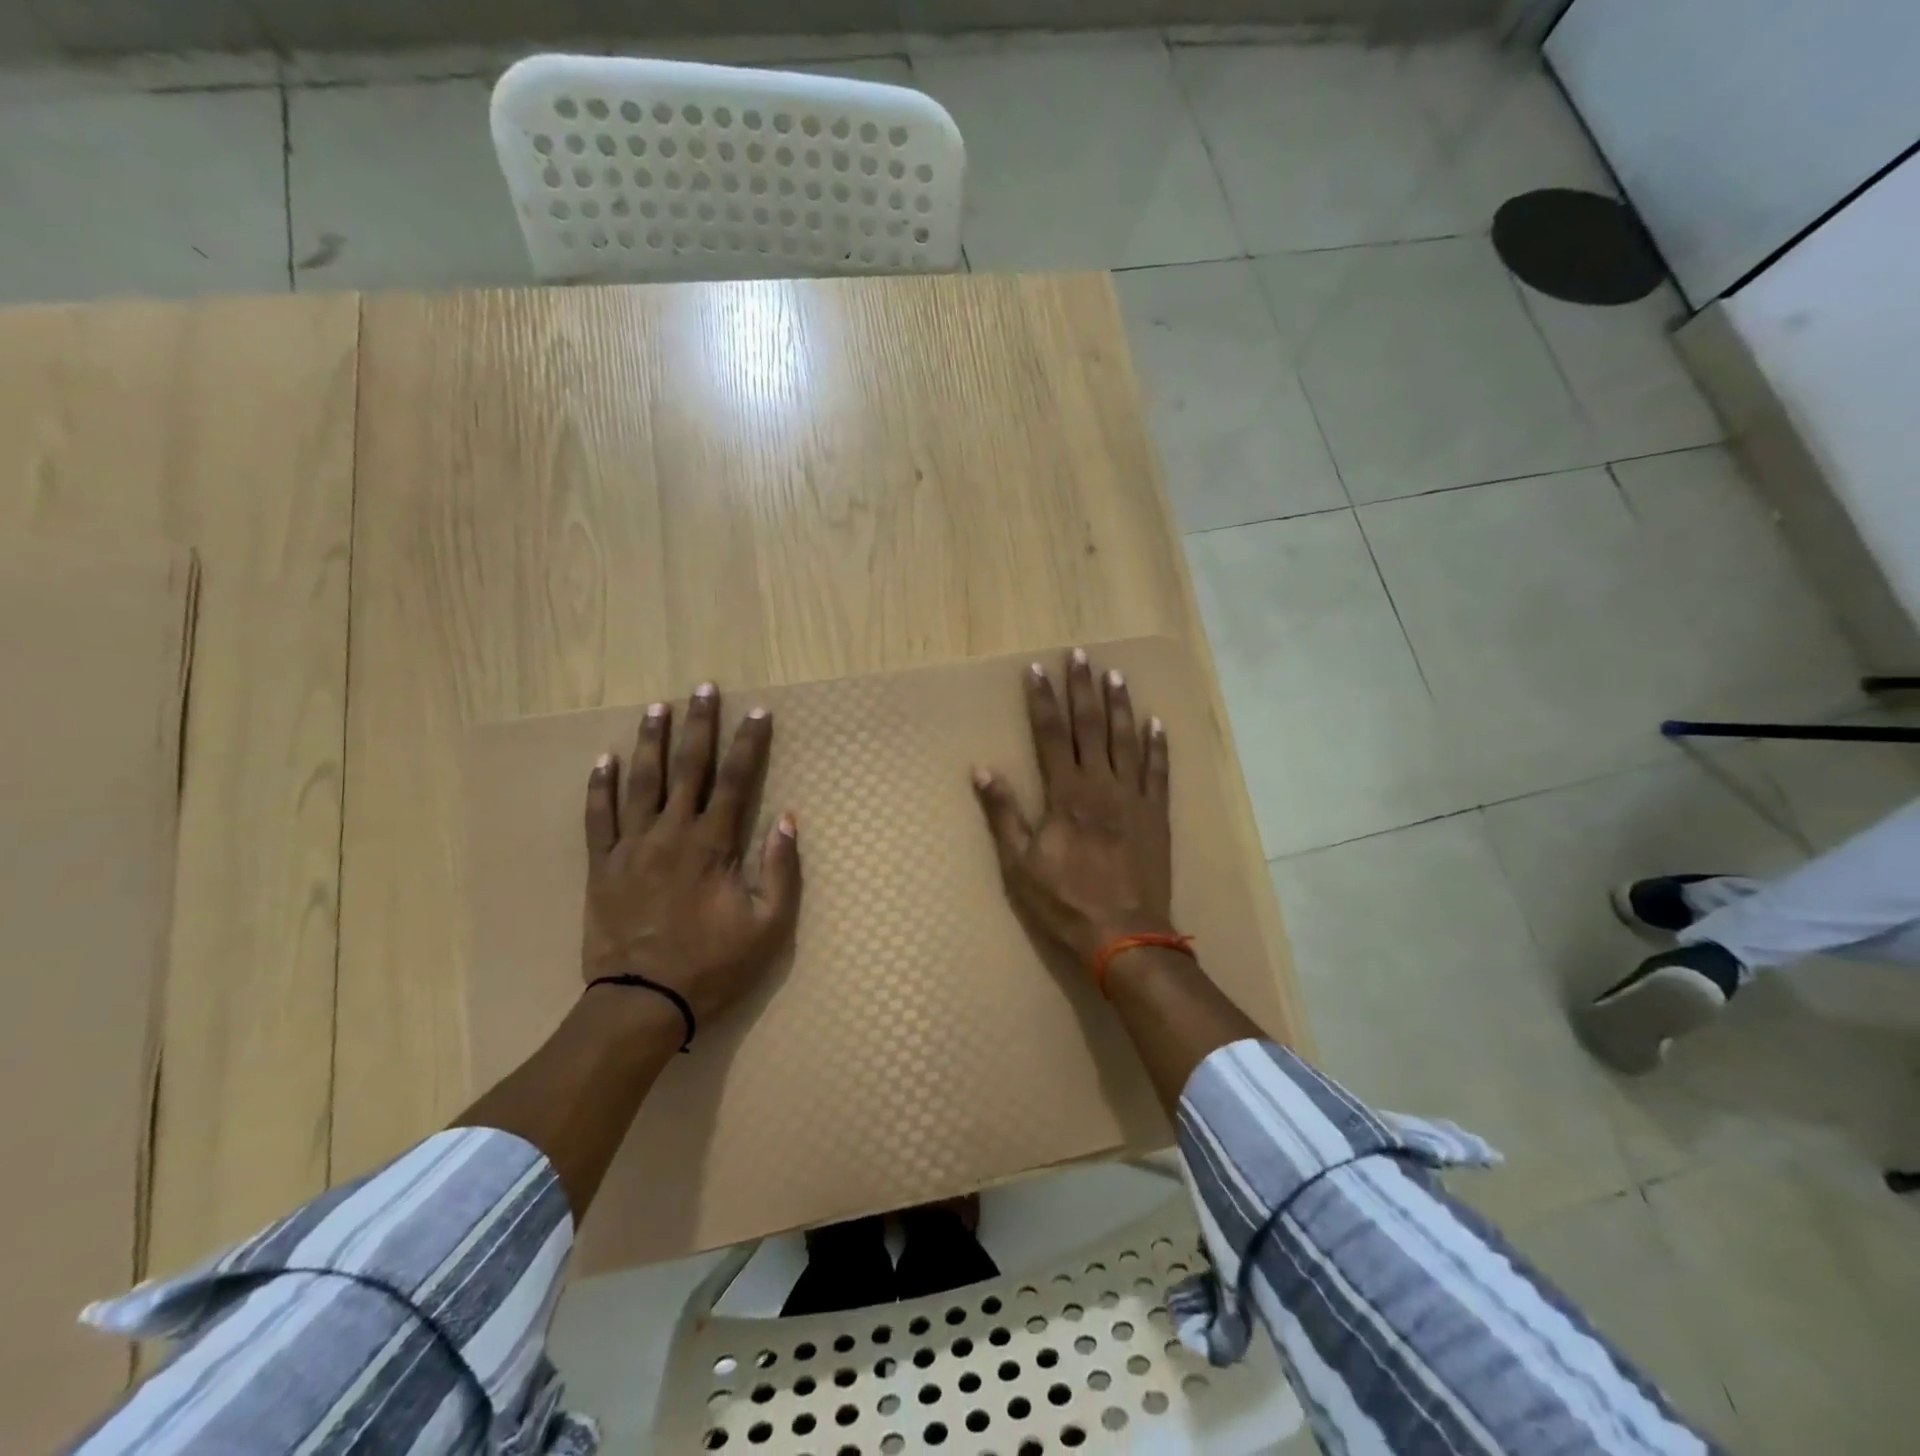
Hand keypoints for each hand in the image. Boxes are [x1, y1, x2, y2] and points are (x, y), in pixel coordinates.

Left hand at [580, 683, 801, 1026]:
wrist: (641, 1003)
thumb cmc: (712, 966)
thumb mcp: (768, 926)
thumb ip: (781, 869)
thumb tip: (788, 819)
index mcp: (712, 845)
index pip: (737, 781)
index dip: (749, 744)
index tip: (758, 712)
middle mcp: (671, 834)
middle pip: (688, 768)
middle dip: (699, 725)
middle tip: (703, 688)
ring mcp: (632, 847)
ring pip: (641, 782)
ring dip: (651, 742)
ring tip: (657, 708)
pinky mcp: (602, 866)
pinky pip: (598, 817)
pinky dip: (600, 787)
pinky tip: (604, 759)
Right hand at [972, 648, 1173, 965]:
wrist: (1124, 934)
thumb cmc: (1065, 901)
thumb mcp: (1020, 864)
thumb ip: (1004, 814)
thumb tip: (982, 770)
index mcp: (1066, 794)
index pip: (1051, 734)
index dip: (1043, 700)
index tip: (1037, 669)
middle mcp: (1101, 785)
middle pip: (1091, 726)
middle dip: (1082, 688)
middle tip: (1081, 655)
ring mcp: (1133, 798)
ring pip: (1127, 740)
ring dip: (1120, 705)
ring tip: (1116, 675)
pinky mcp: (1156, 815)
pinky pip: (1159, 772)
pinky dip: (1158, 746)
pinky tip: (1157, 723)